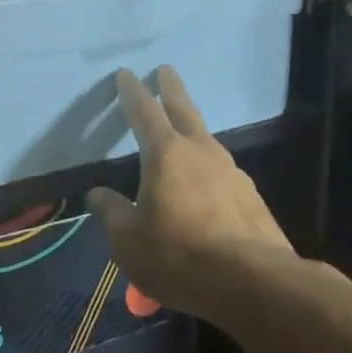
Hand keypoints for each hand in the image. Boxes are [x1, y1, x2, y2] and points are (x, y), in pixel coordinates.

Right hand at [86, 67, 294, 317]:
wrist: (254, 282)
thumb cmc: (179, 255)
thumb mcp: (128, 240)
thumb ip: (111, 212)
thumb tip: (98, 194)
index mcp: (165, 154)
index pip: (143, 112)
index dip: (132, 92)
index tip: (126, 73)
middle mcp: (201, 152)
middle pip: (184, 110)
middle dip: (171, 89)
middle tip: (165, 70)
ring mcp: (231, 172)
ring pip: (206, 140)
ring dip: (191, 130)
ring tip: (182, 134)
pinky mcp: (250, 196)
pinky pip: (221, 174)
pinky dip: (207, 170)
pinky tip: (205, 188)